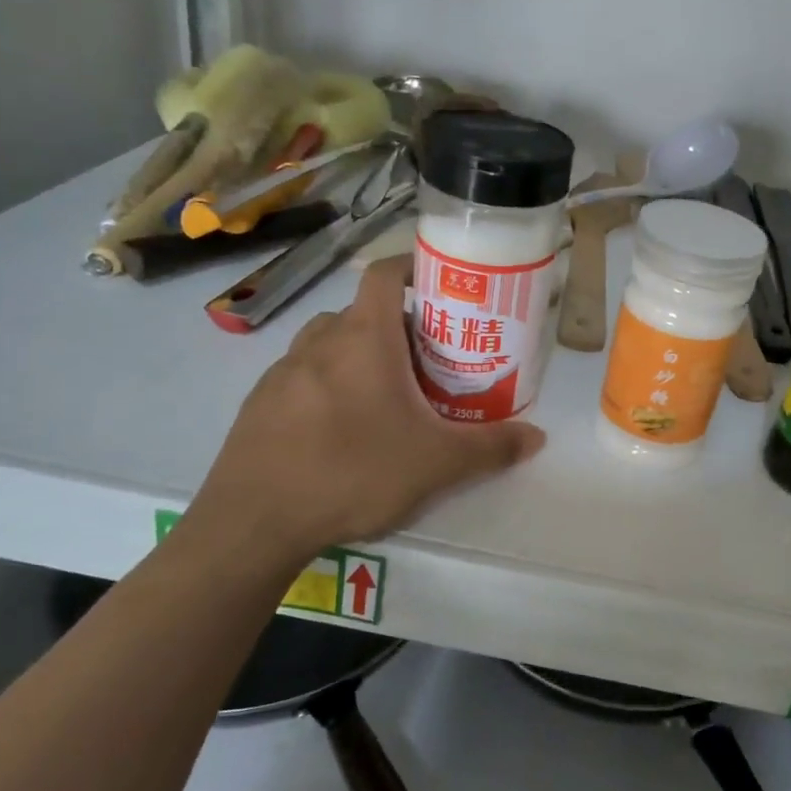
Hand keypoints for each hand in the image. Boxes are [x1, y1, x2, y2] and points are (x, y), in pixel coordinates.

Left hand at [183, 255, 545, 565]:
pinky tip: (341, 430)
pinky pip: (303, 376)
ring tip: (387, 394)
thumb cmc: (353, 473)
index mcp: (363, 338)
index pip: (385, 274)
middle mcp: (320, 342)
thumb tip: (538, 437)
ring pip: (330, 344)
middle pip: (363, 312)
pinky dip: (328, 384)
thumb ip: (491, 447)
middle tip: (428, 359)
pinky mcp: (259, 403)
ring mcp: (282, 371)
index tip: (440, 285)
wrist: (253, 523)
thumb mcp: (436, 464)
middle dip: (398, 326)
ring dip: (360, 354)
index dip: (413, 266)